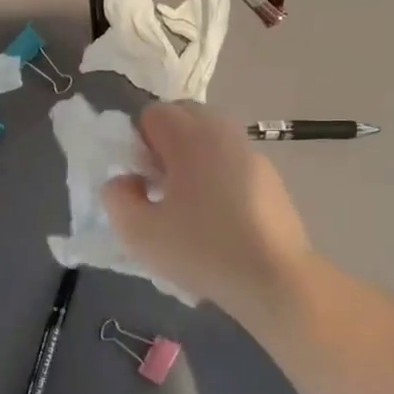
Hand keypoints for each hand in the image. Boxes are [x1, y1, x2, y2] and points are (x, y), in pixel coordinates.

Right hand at [102, 102, 312, 324]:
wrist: (276, 280)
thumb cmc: (202, 251)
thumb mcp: (139, 233)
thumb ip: (117, 197)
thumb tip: (126, 180)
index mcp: (190, 137)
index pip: (153, 113)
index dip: (138, 142)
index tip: (142, 179)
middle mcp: (223, 133)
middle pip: (184, 116)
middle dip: (165, 142)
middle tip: (161, 186)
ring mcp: (251, 153)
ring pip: (210, 137)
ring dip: (192, 157)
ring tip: (189, 202)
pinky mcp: (271, 177)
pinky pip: (231, 160)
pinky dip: (218, 173)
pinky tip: (220, 216)